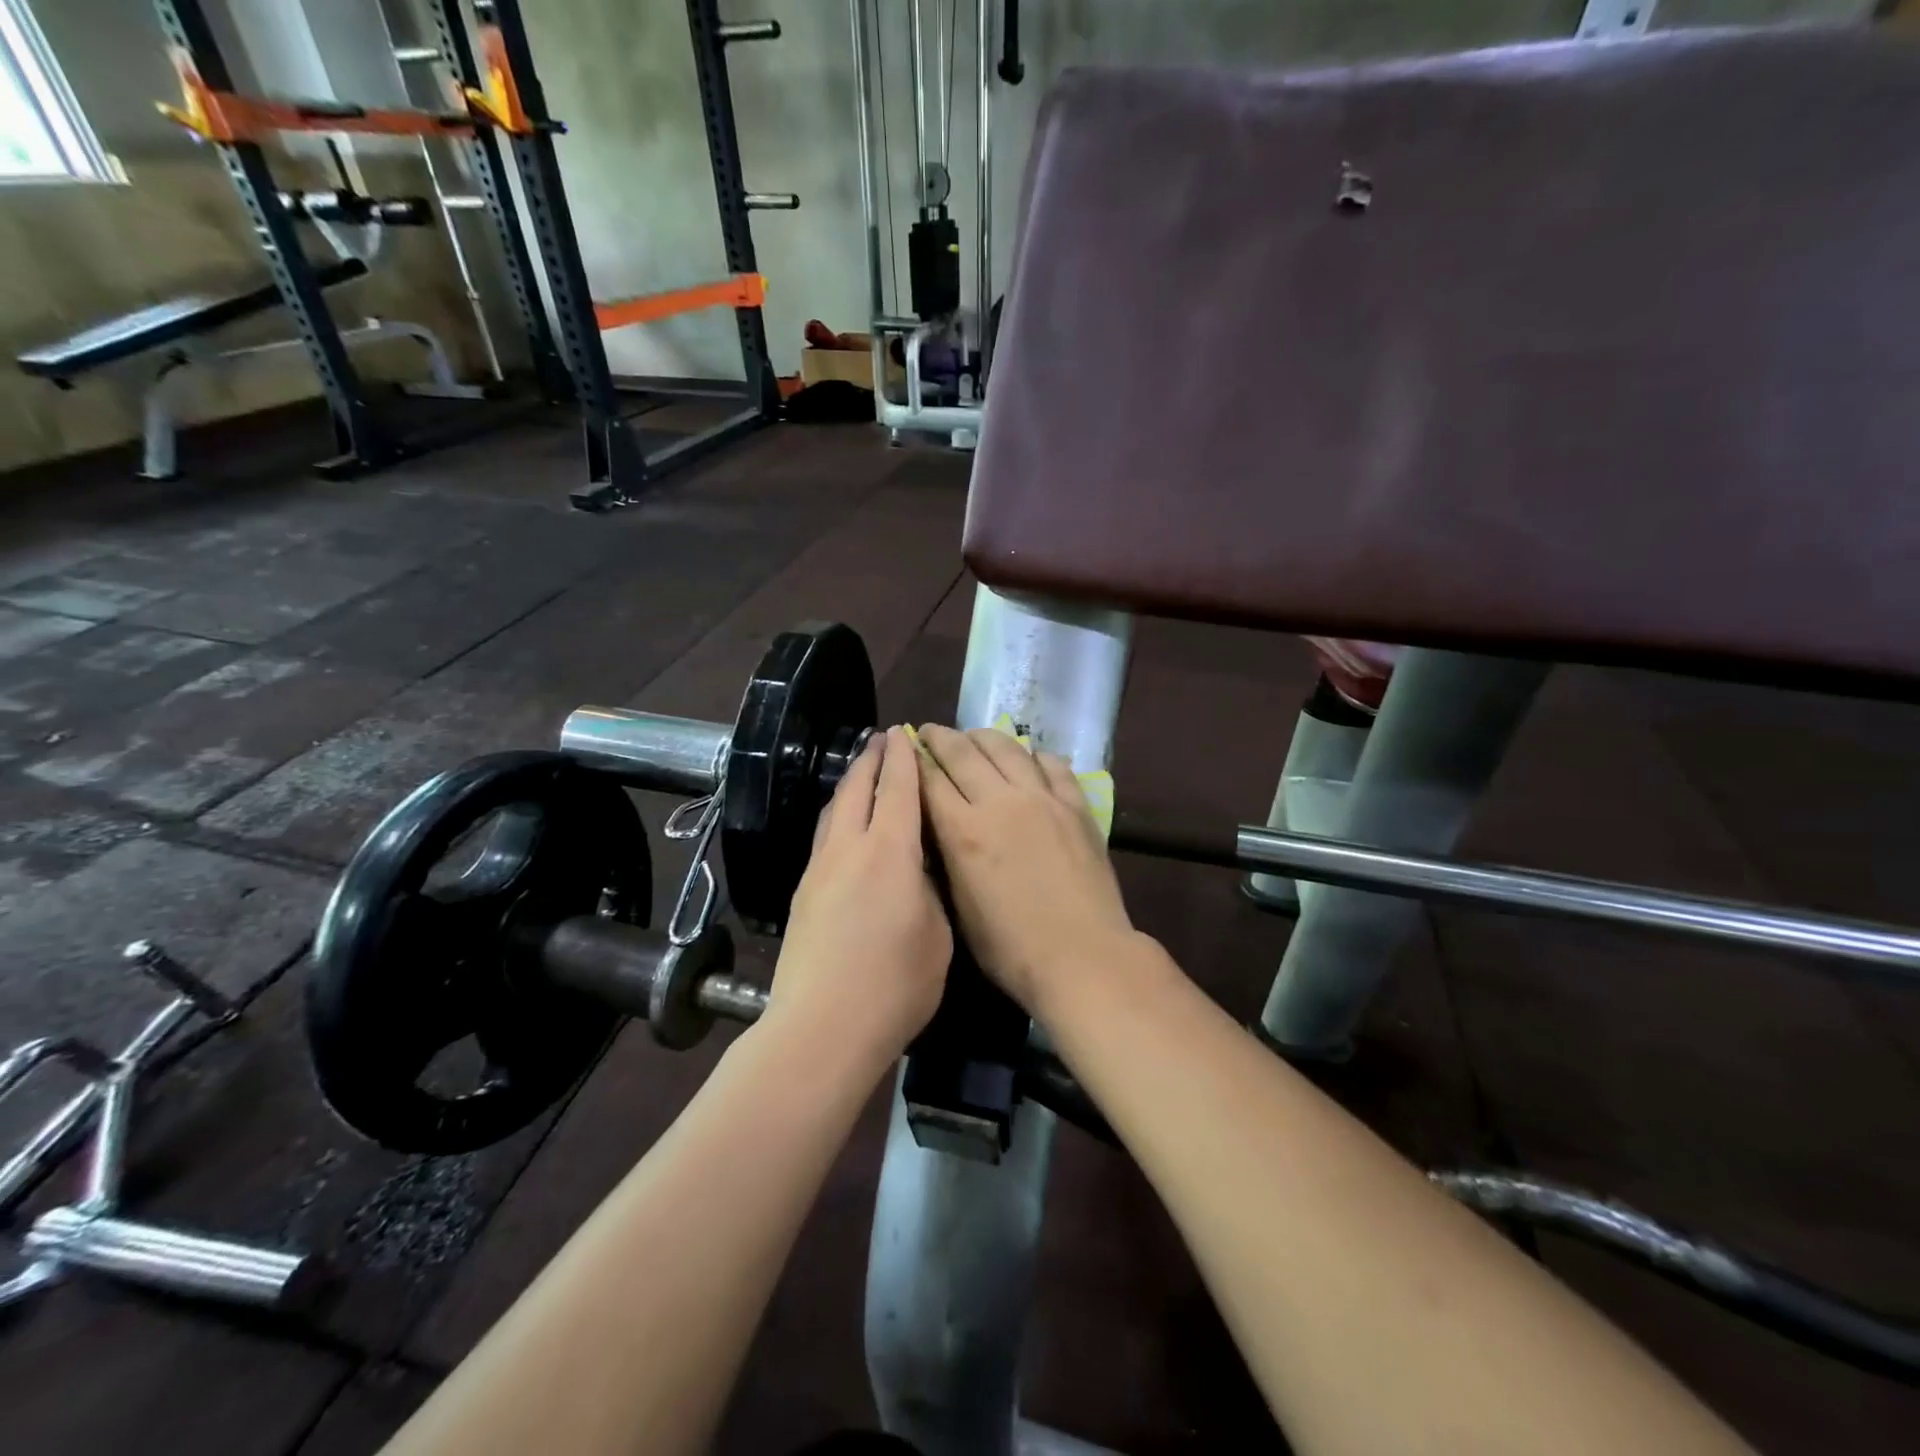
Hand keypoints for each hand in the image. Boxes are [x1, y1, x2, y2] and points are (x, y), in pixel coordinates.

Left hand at [763, 726, 951, 1070]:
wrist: (822, 1027)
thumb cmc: (895, 985)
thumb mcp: (938, 936)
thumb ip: (931, 893)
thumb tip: (919, 874)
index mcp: (890, 851)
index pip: (898, 788)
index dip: (903, 758)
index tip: (906, 734)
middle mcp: (849, 848)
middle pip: (857, 788)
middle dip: (871, 759)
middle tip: (883, 739)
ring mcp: (819, 870)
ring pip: (834, 810)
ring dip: (850, 784)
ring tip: (862, 773)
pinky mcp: (802, 893)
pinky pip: (824, 837)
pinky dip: (839, 816)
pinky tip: (846, 828)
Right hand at [913, 725, 1137, 1015]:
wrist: (1083, 956)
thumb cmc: (1012, 949)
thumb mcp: (960, 907)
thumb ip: (947, 858)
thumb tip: (938, 827)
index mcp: (964, 831)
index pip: (930, 780)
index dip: (914, 760)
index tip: (905, 749)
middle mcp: (1000, 802)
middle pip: (964, 753)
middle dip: (940, 738)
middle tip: (929, 732)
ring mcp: (1042, 799)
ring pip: (1007, 748)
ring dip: (983, 736)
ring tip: (972, 736)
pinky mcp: (1075, 806)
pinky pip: (1052, 765)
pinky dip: (1033, 755)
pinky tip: (1028, 757)